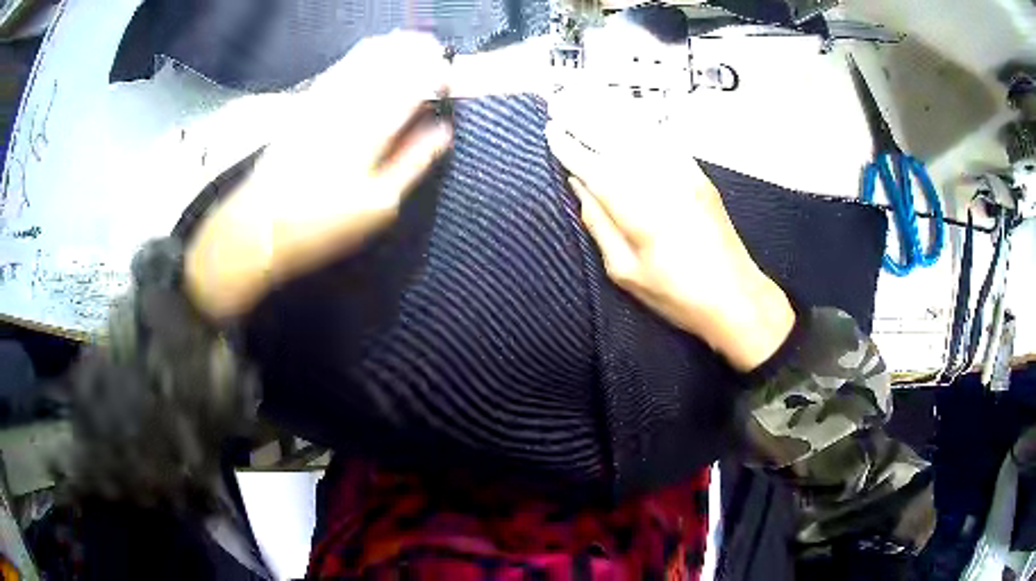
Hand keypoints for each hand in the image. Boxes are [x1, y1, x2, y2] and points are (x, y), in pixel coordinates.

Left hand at [185, 32, 452, 318]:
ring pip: (367, 53)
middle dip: (420, 50)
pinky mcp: (306, 100)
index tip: (454, 81)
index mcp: (372, 126)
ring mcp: (324, 96)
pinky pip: (343, 63)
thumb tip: (444, 130)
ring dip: (396, 47)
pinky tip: (377, 53)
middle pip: (392, 56)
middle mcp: (349, 100)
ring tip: (417, 48)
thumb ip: (413, 161)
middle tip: (439, 57)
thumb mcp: (377, 205)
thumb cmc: (320, 224)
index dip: (440, 72)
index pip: (416, 80)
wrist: (257, 226)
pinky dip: (367, 53)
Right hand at [545, 96, 794, 371]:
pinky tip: (628, 113)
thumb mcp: (626, 271)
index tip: (551, 130)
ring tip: (586, 96)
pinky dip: (643, 123)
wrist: (736, 297)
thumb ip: (599, 224)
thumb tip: (580, 186)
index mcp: (637, 210)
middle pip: (615, 139)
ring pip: (641, 132)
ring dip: (610, 112)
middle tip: (560, 100)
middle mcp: (660, 182)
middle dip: (584, 117)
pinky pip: (667, 139)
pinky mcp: (699, 175)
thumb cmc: (677, 295)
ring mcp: (684, 174)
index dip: (569, 147)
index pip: (594, 166)